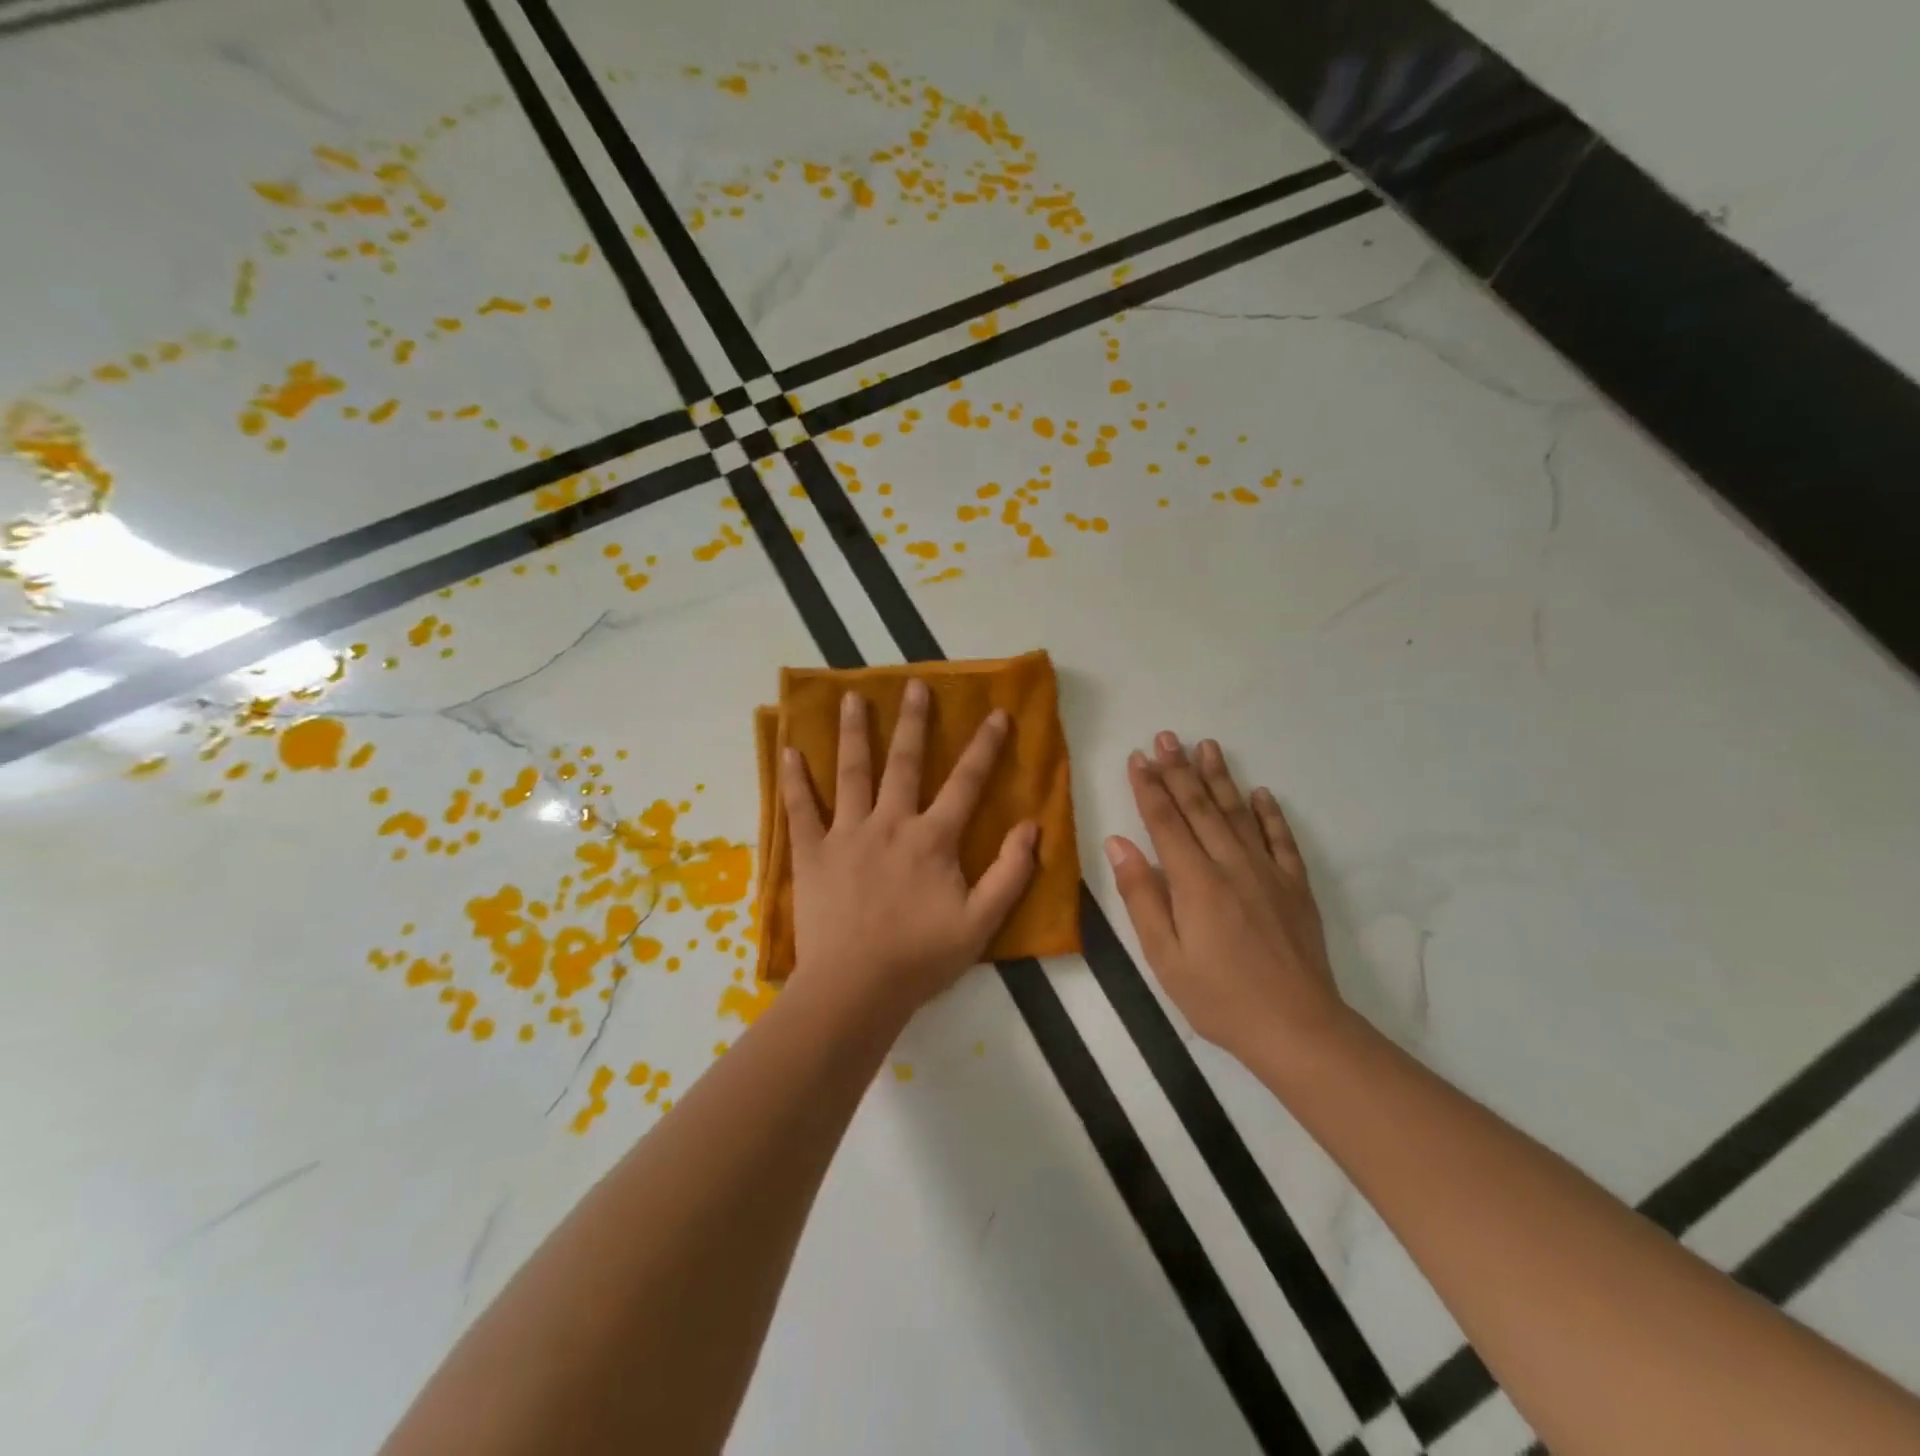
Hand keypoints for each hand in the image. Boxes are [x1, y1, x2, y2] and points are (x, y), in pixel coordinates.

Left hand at [781, 680, 1037, 1024]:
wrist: (856, 989)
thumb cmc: (921, 958)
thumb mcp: (982, 922)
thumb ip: (1011, 872)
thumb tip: (1032, 825)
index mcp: (932, 839)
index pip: (966, 782)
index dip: (985, 747)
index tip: (997, 713)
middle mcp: (890, 823)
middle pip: (903, 762)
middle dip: (912, 721)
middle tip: (915, 685)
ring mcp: (846, 834)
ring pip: (851, 772)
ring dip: (852, 732)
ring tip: (850, 697)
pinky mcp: (812, 853)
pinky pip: (800, 809)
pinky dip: (794, 780)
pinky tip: (788, 750)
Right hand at [1104, 732, 1345, 1061]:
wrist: (1298, 1028)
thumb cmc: (1219, 997)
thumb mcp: (1164, 957)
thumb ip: (1141, 896)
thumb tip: (1119, 844)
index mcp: (1196, 882)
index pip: (1166, 822)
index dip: (1149, 787)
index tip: (1137, 757)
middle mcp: (1232, 865)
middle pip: (1201, 807)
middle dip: (1179, 770)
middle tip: (1166, 736)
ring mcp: (1268, 873)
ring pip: (1239, 813)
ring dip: (1220, 778)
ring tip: (1206, 746)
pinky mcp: (1295, 886)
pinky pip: (1281, 839)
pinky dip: (1269, 814)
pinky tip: (1261, 793)